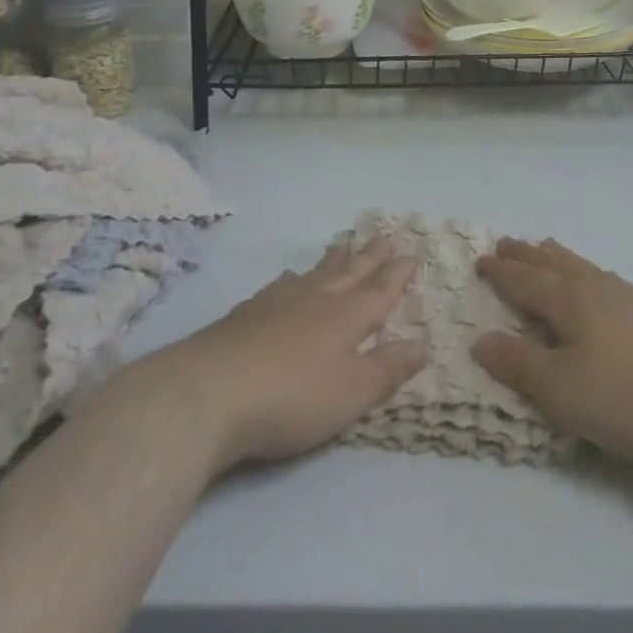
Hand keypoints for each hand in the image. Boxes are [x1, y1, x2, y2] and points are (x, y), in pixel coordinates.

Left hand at [138, 237, 426, 473]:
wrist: (210, 391)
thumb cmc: (292, 396)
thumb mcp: (351, 393)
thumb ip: (387, 368)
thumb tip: (423, 342)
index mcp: (346, 317)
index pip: (380, 290)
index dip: (397, 274)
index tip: (411, 252)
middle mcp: (316, 299)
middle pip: (349, 272)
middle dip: (371, 256)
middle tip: (385, 235)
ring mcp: (279, 301)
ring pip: (316, 272)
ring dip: (335, 259)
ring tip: (344, 244)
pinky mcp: (248, 313)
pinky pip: (283, 284)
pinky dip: (295, 277)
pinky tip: (290, 277)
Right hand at [473, 238, 632, 465]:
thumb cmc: (628, 397)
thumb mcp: (561, 391)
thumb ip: (519, 364)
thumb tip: (480, 340)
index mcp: (569, 302)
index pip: (525, 281)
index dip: (501, 272)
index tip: (481, 259)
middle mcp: (596, 289)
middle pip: (553, 265)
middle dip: (525, 255)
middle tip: (505, 242)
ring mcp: (629, 298)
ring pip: (582, 267)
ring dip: (557, 257)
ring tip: (545, 247)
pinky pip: (605, 278)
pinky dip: (587, 271)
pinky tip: (598, 282)